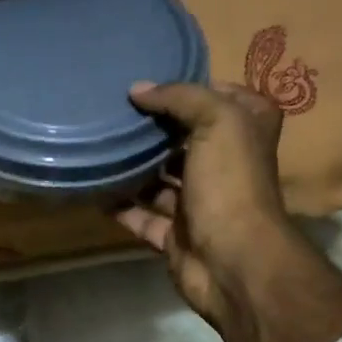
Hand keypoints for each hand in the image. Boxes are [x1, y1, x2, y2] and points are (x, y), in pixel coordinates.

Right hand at [115, 81, 299, 336]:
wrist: (232, 260)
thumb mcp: (217, 120)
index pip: (221, 97)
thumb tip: (138, 89)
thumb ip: (179, 97)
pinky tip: (94, 189)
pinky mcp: (176, 235)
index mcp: (247, 132)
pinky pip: (142, 216)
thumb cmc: (231, 183)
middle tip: (113, 110)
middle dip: (153, 127)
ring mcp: (200, 203)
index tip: (149, 80)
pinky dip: (120, 206)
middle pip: (185, 138)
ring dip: (133, 166)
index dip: (189, 87)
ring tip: (98, 145)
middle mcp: (226, 165)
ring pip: (161, 179)